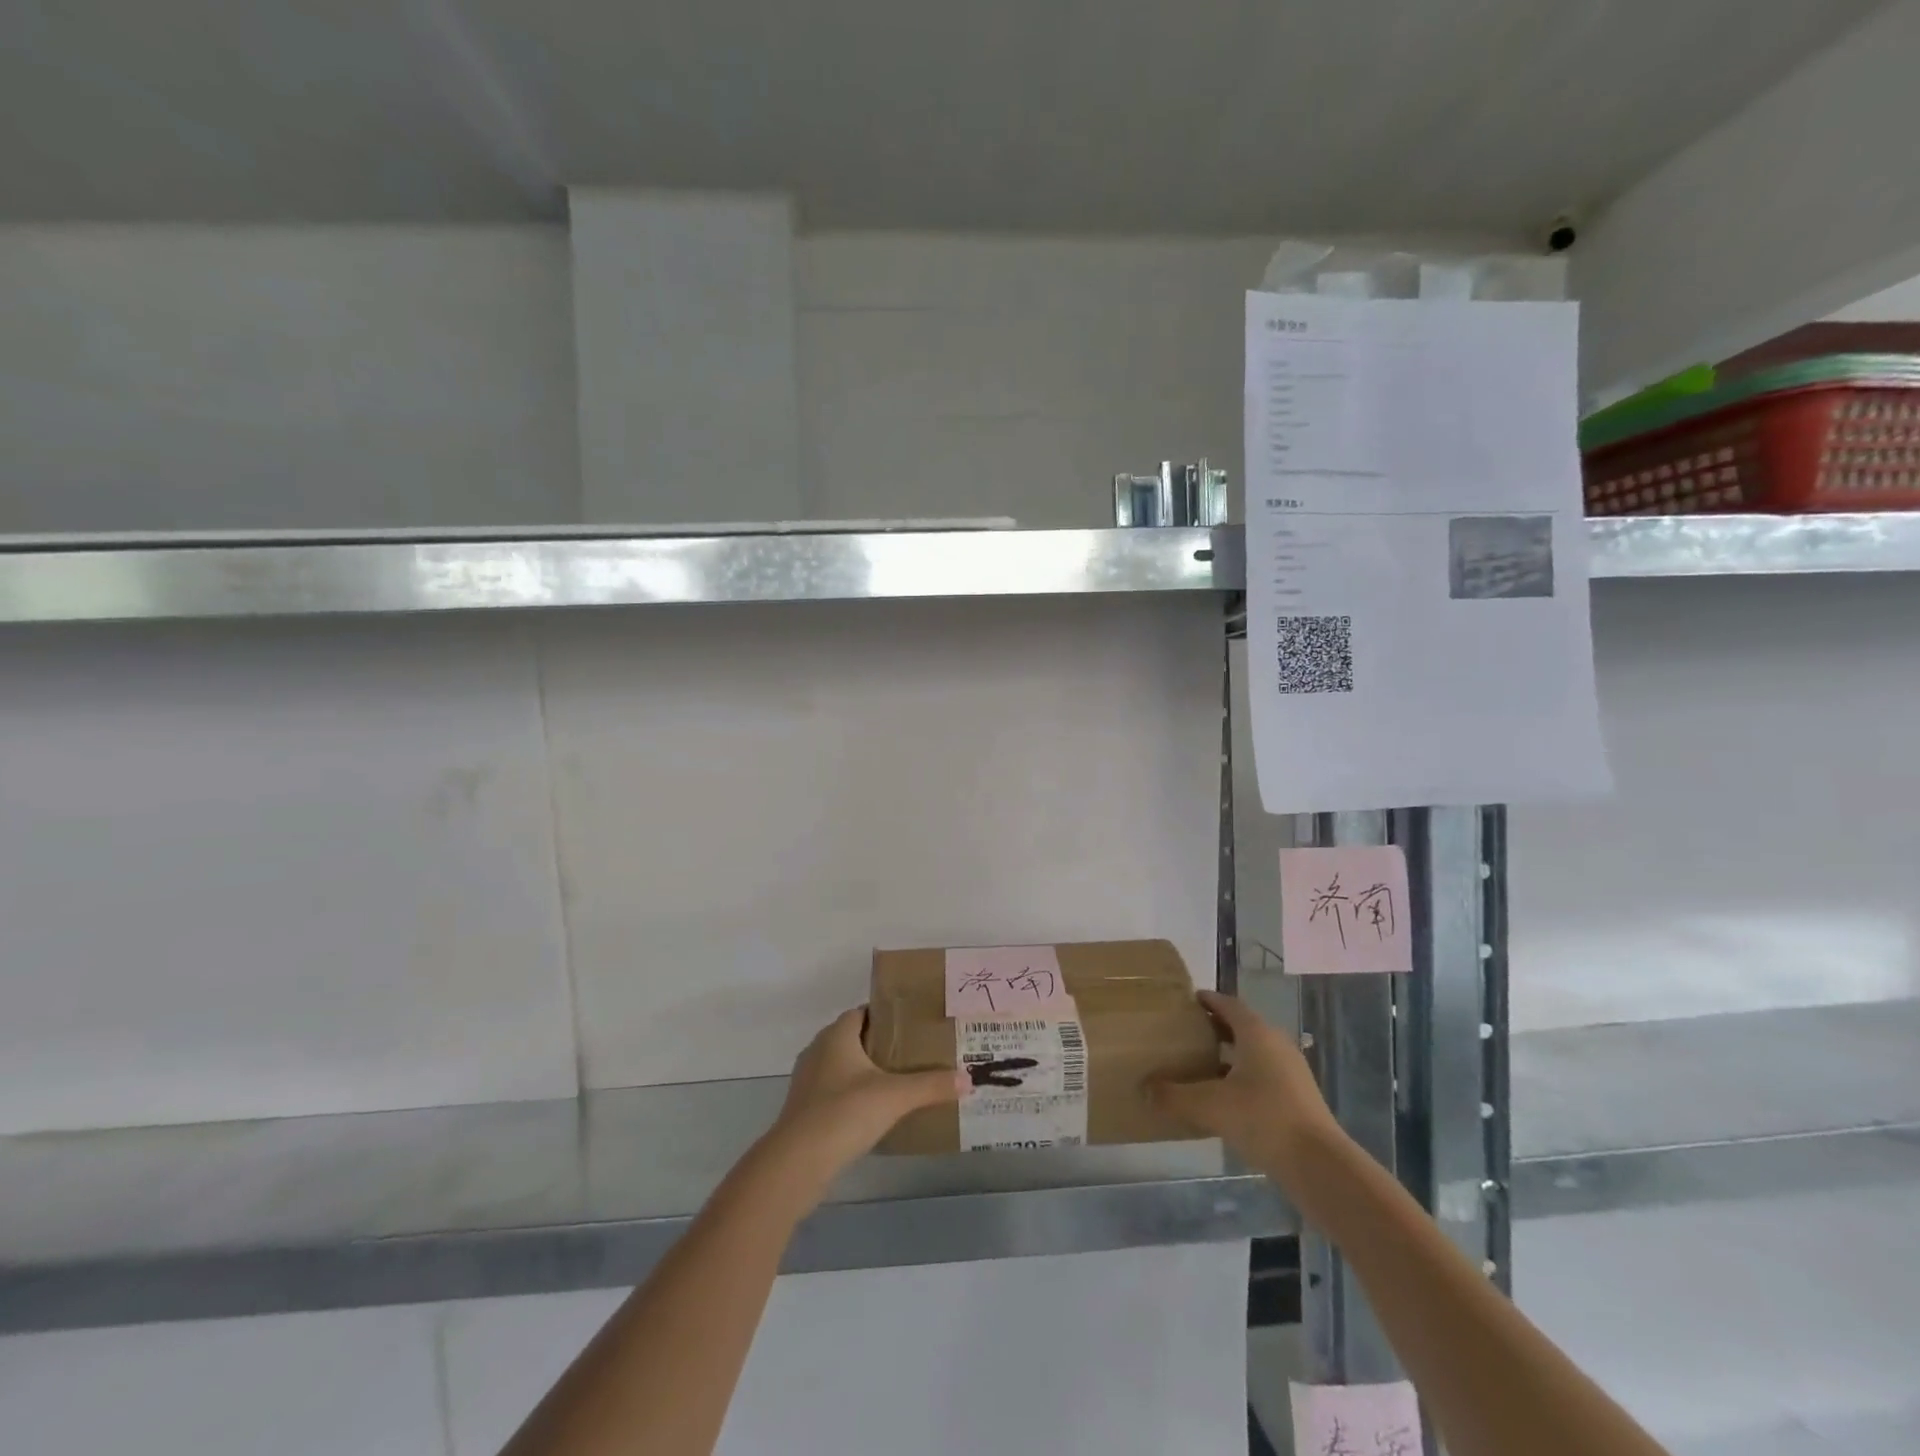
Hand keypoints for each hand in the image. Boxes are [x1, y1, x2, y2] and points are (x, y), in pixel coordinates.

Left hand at [769, 1007, 965, 1183]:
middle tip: (914, 1054)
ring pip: (842, 1066)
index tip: (914, 1025)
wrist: (796, 1163)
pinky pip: (834, 1092)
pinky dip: (853, 1096)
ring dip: (866, 1072)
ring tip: (900, 1082)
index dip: (887, 1015)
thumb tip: (968, 1079)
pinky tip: (875, 1112)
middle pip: (854, 1038)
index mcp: (836, 1035)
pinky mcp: (804, 1110)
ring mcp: (808, 1081)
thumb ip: (931, 1086)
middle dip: (881, 1044)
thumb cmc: (844, 1113)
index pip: (863, 1012)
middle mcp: (818, 1050)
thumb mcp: (895, 1097)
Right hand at [1151, 990, 1339, 1176]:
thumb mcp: (1209, 1106)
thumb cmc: (1263, 1119)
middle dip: (1215, 1029)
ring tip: (1199, 1067)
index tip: (1186, 1002)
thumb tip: (1145, 1089)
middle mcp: (1276, 1045)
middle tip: (1186, 1035)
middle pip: (1241, 1027)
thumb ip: (1173, 1096)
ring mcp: (1291, 1072)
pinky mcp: (1298, 1099)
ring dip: (1229, 1057)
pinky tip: (1224, 1101)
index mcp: (1256, 1033)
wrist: (1320, 1166)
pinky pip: (1263, 1077)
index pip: (1228, 1003)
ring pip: (1254, 1054)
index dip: (1207, 1000)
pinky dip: (1242, 1080)